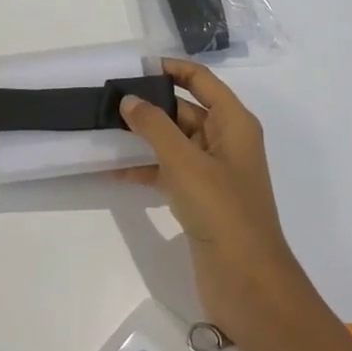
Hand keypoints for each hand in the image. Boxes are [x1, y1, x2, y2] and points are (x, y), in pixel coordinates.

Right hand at [115, 59, 313, 350]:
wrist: (248, 283)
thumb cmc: (222, 211)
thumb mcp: (185, 162)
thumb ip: (154, 126)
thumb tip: (129, 100)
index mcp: (234, 123)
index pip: (201, 80)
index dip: (171, 69)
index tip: (134, 67)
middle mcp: (226, 141)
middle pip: (185, 109)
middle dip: (150, 104)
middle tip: (107, 100)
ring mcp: (213, 172)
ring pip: (173, 142)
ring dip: (143, 137)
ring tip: (103, 130)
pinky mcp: (200, 199)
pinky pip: (168, 172)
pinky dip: (145, 169)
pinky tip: (112, 170)